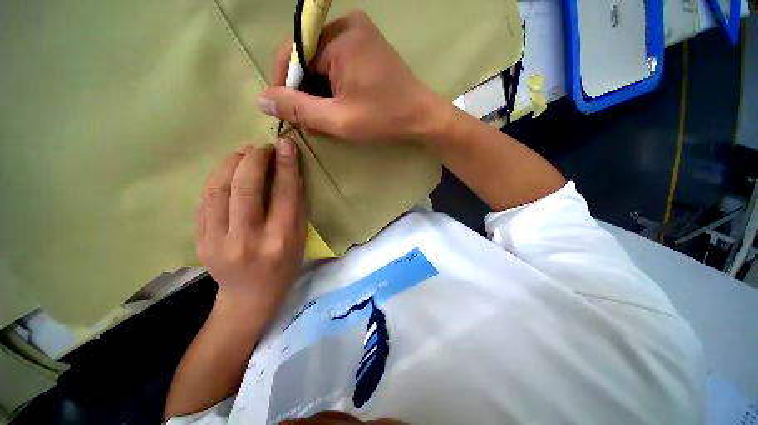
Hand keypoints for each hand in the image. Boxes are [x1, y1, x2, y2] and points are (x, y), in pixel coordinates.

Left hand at [196, 140, 305, 320]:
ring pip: (218, 189)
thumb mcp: (301, 239)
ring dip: (231, 163)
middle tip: (263, 147)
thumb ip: (296, 207)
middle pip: (246, 187)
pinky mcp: (200, 240)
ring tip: (244, 152)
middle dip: (254, 158)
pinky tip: (228, 171)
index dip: (285, 165)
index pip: (283, 194)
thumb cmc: (284, 267)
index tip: (286, 144)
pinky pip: (205, 200)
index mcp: (281, 240)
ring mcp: (218, 241)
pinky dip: (217, 179)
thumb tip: (290, 173)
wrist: (250, 297)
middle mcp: (249, 239)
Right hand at [258, 10, 441, 143]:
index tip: (288, 114)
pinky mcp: (365, 48)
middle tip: (310, 122)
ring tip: (324, 119)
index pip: (291, 54)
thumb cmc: (384, 119)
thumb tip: (262, 99)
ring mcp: (357, 35)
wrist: (421, 117)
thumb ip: (299, 109)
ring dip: (317, 93)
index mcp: (338, 37)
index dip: (284, 85)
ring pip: (320, 64)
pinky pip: (335, 64)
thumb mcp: (338, 119)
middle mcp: (345, 26)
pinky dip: (331, 87)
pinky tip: (337, 107)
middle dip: (304, 92)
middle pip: (306, 58)